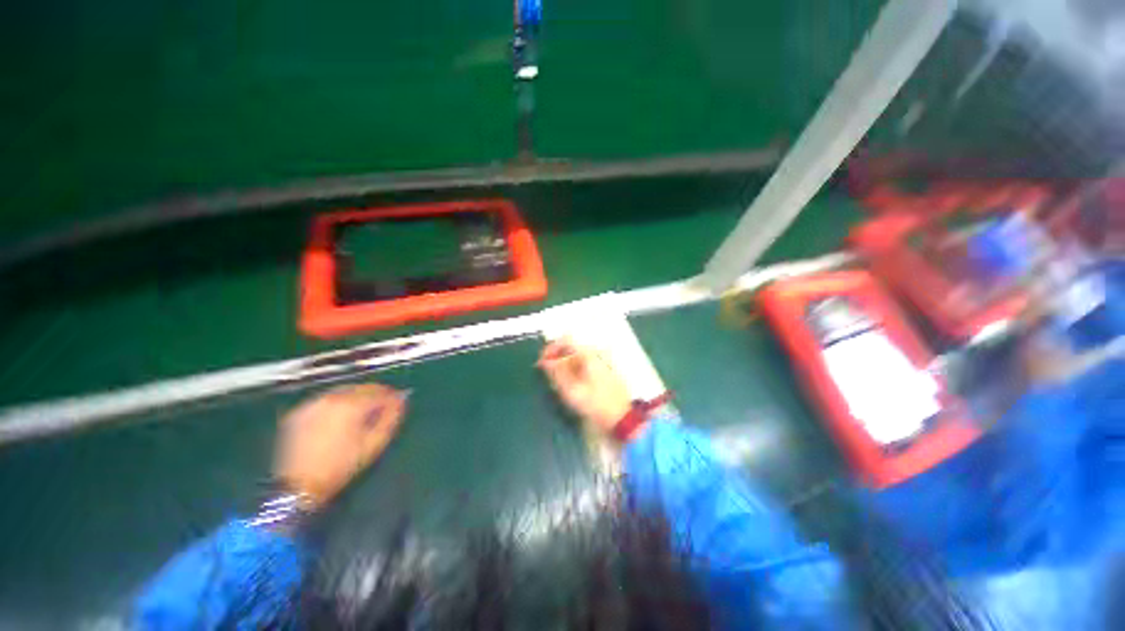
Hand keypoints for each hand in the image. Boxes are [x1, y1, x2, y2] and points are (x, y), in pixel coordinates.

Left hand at [273, 383, 406, 507]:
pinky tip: (340, 417)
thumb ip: (391, 417)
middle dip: (374, 394)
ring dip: (356, 397)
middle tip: (383, 405)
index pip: (379, 391)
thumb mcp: (374, 444)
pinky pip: (325, 400)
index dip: (392, 396)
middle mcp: (331, 399)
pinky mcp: (299, 413)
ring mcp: (312, 404)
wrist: (299, 486)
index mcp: (351, 405)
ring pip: (342, 391)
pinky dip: (337, 403)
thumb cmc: (342, 466)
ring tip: (362, 411)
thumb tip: (401, 401)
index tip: (399, 401)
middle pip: (360, 388)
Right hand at [538, 340, 631, 436]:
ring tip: (558, 384)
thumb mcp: (572, 391)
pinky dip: (573, 372)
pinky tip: (570, 386)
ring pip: (576, 357)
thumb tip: (544, 361)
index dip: (551, 348)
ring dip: (564, 366)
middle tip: (548, 376)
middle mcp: (595, 354)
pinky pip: (583, 365)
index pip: (565, 339)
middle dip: (556, 359)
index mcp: (588, 355)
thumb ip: (556, 374)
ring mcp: (600, 362)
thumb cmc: (596, 405)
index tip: (542, 362)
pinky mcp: (603, 371)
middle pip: (570, 348)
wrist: (623, 419)